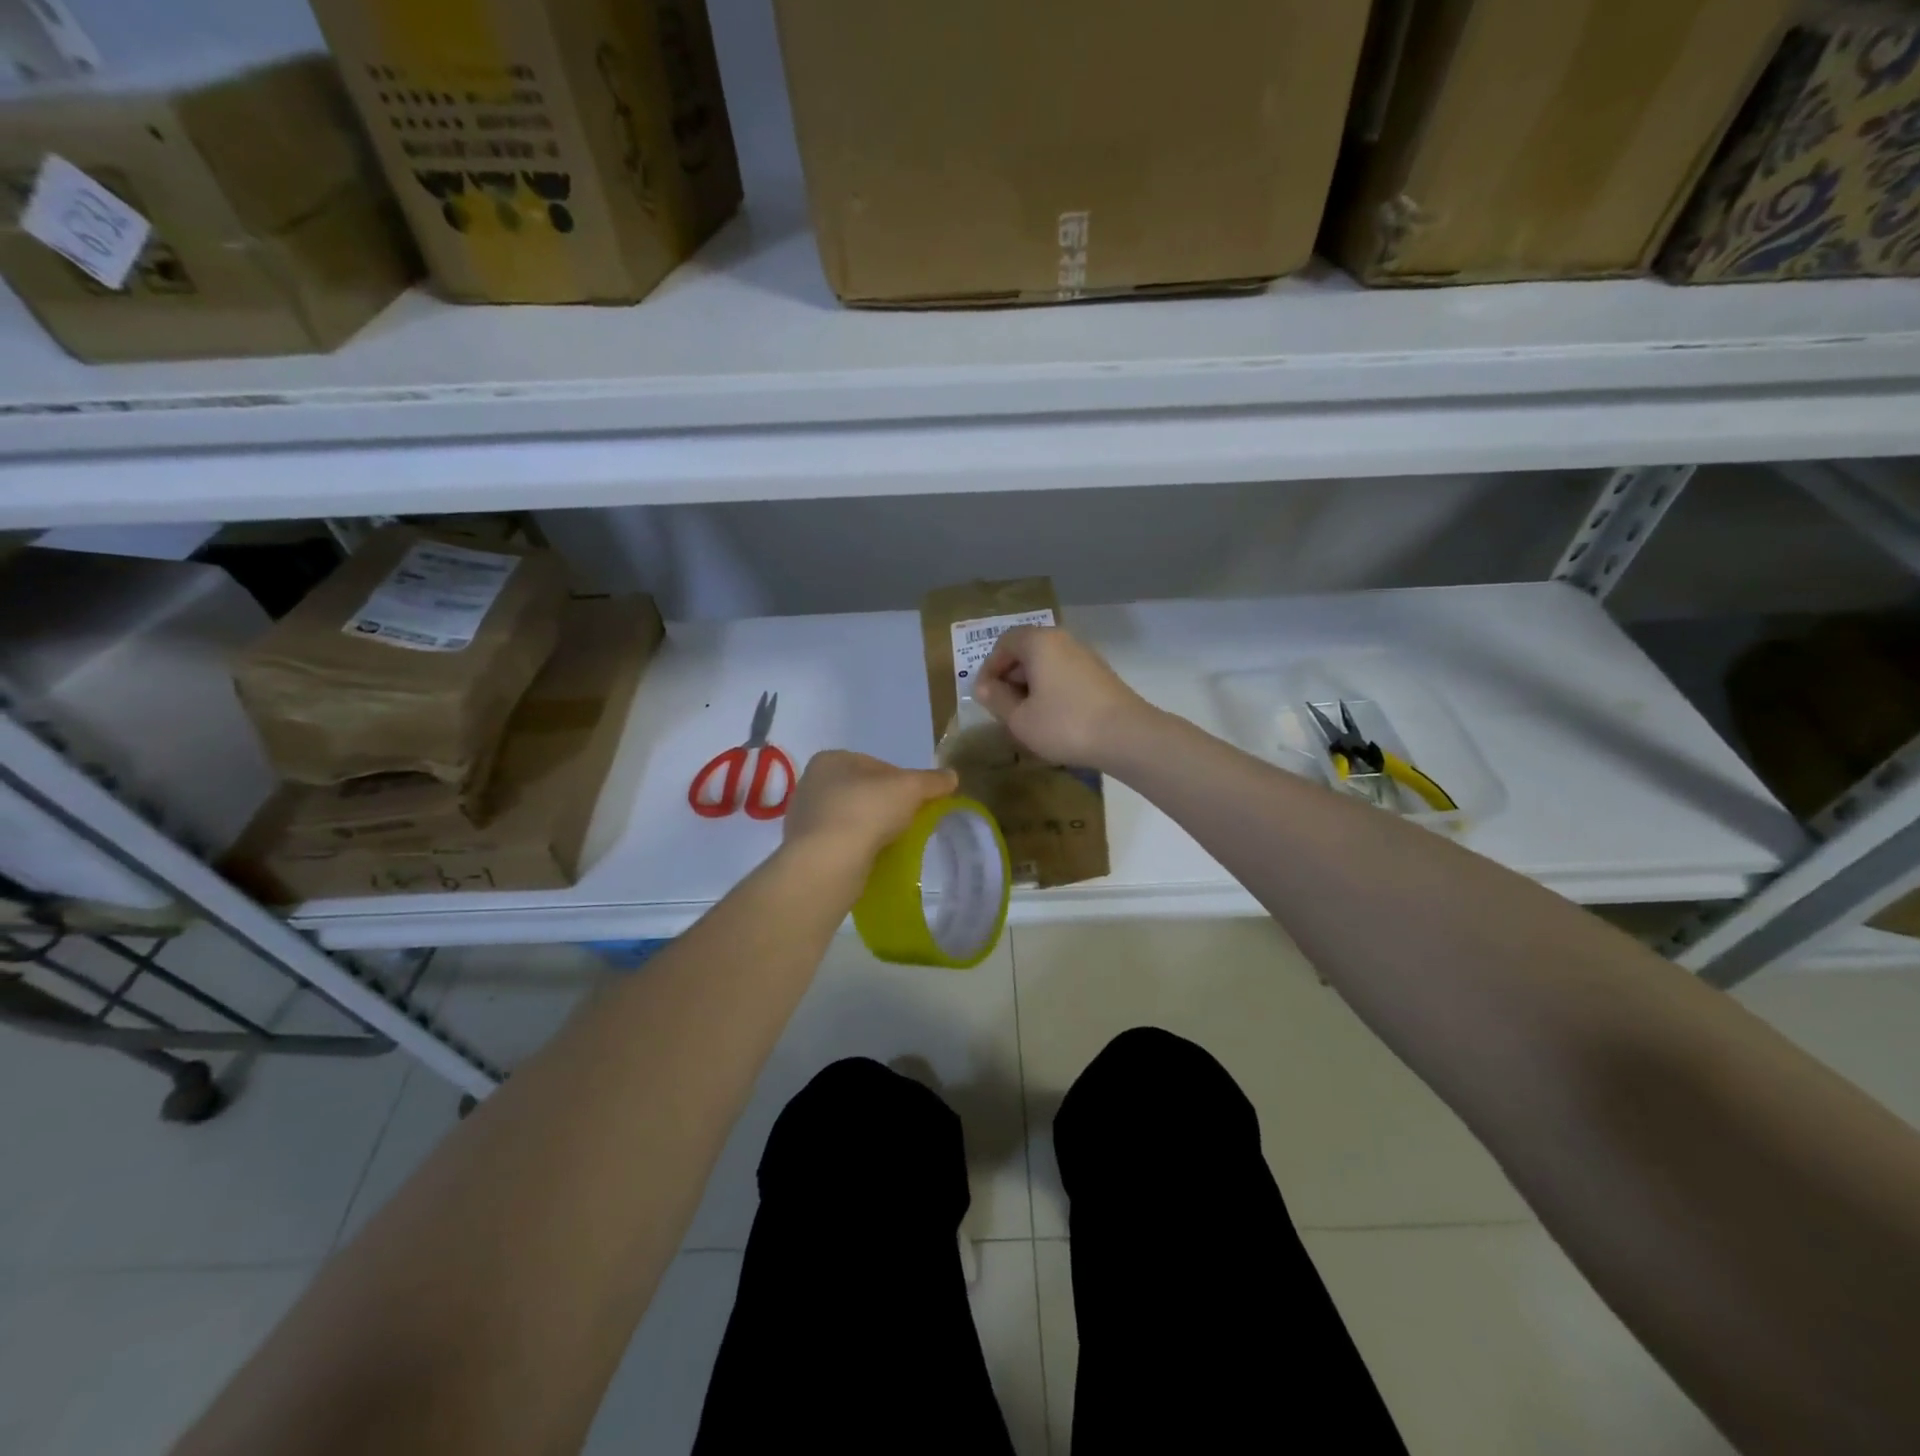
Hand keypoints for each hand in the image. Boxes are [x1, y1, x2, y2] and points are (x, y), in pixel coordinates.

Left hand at [782, 750, 956, 864]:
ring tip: (892, 842)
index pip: (877, 765)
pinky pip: (840, 841)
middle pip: (863, 791)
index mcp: (831, 760)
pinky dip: (857, 846)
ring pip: (851, 817)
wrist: (827, 863)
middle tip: (907, 822)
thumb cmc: (866, 811)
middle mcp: (812, 783)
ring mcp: (805, 817)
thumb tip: (952, 776)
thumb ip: (932, 780)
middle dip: (886, 804)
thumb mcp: (910, 788)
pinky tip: (872, 857)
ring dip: (871, 827)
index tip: (918, 801)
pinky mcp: (805, 847)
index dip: (903, 781)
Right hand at [972, 626, 1152, 767]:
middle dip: (1009, 678)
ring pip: (1047, 666)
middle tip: (1002, 708)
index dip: (988, 668)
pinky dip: (1051, 692)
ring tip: (1026, 718)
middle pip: (1026, 651)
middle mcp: (1063, 640)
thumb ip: (996, 700)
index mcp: (1039, 642)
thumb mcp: (1020, 719)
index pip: (1004, 643)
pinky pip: (1065, 676)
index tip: (983, 697)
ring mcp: (1086, 657)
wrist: (1127, 737)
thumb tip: (983, 687)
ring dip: (1031, 687)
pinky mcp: (1101, 676)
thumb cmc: (1064, 724)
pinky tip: (1052, 720)